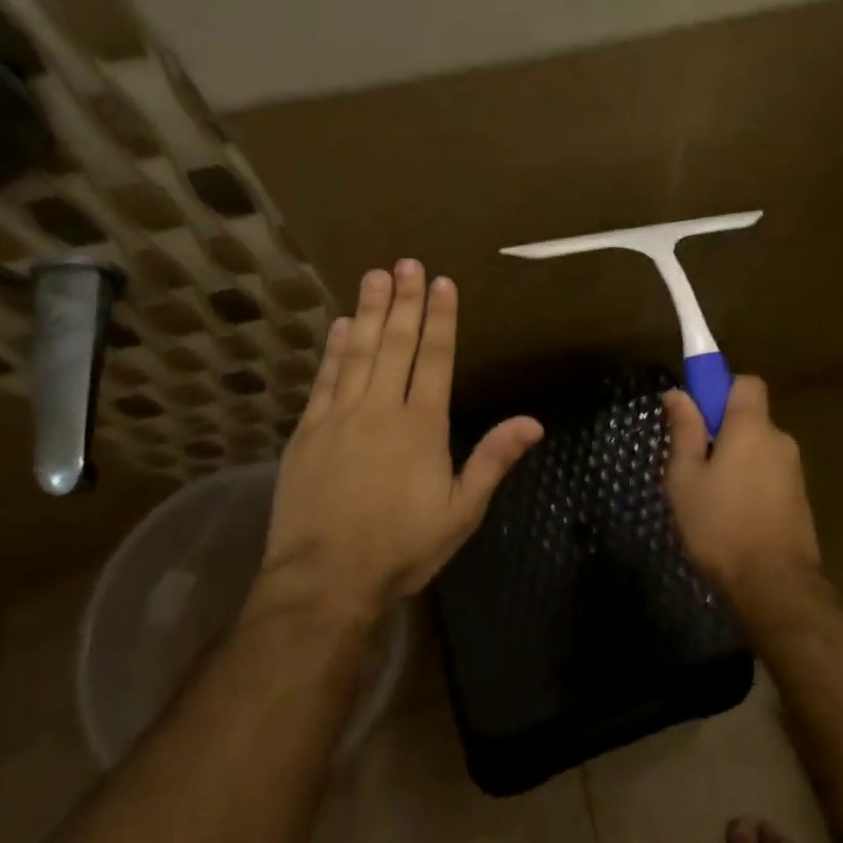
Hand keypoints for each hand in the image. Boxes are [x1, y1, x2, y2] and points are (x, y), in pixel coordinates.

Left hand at [261, 260, 542, 620]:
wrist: (324, 579)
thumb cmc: (401, 547)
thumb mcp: (461, 511)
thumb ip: (493, 460)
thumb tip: (534, 422)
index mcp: (422, 425)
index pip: (435, 358)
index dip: (441, 318)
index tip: (442, 283)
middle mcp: (381, 409)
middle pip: (397, 344)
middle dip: (406, 301)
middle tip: (408, 262)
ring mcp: (340, 416)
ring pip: (359, 351)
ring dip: (370, 311)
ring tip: (376, 275)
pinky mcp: (308, 431)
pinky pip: (325, 379)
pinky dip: (334, 349)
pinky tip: (341, 325)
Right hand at [662, 376, 821, 603]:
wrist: (776, 586)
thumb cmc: (720, 526)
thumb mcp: (685, 478)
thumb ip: (684, 432)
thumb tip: (678, 393)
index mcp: (751, 427)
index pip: (746, 383)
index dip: (721, 389)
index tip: (698, 413)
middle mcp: (779, 440)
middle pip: (750, 418)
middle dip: (723, 431)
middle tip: (693, 464)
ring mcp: (794, 471)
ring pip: (758, 449)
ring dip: (736, 461)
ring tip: (709, 498)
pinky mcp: (800, 499)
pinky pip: (769, 474)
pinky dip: (751, 483)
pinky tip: (732, 516)